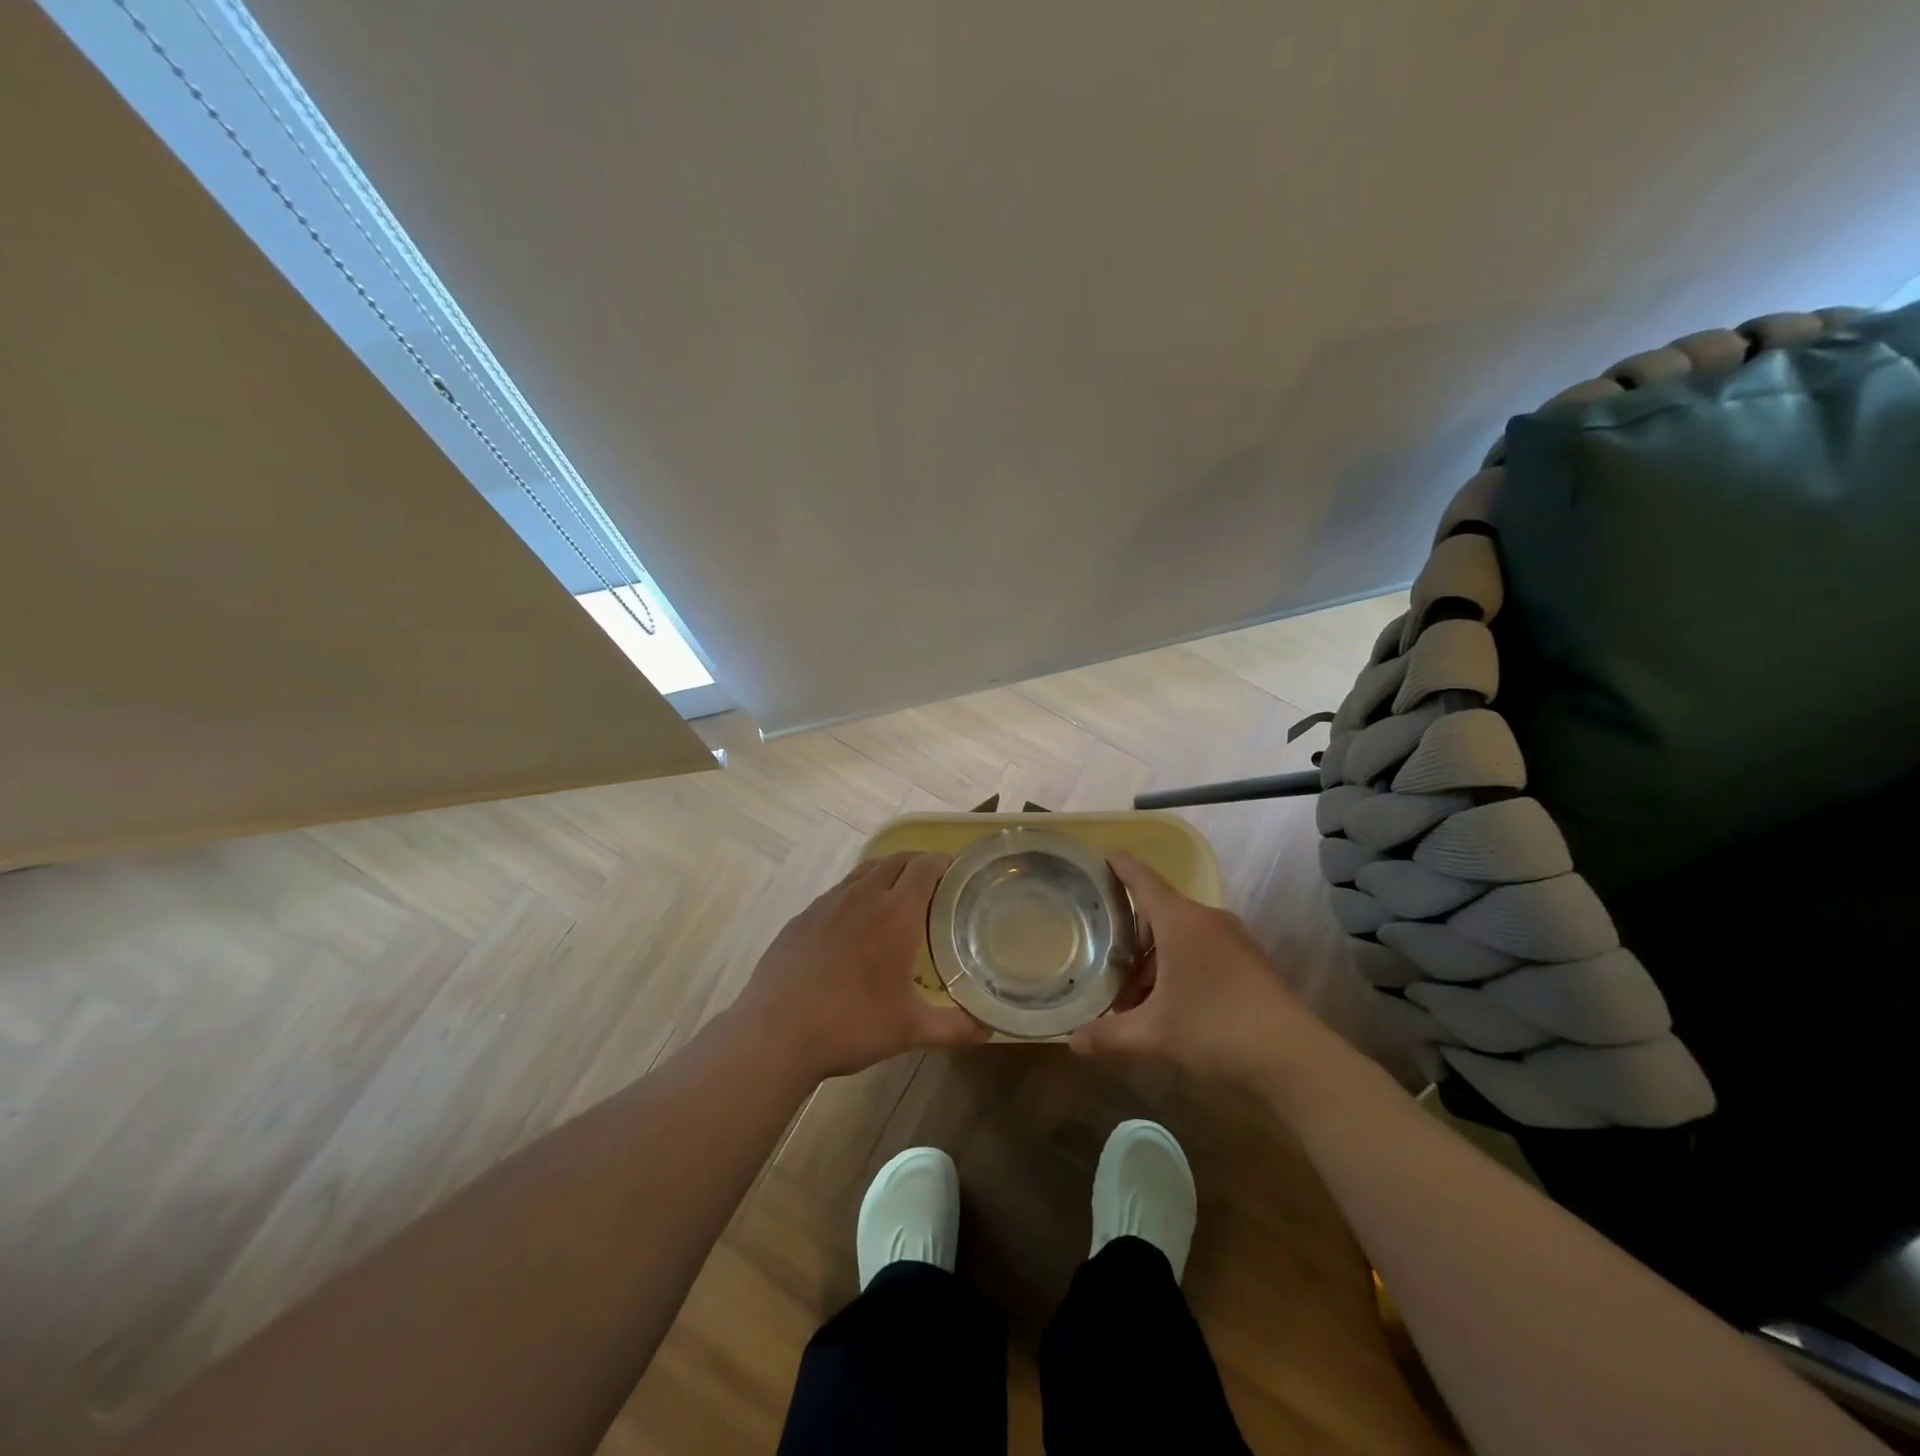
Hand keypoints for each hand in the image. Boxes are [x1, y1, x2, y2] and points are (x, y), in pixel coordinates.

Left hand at [733, 852, 989, 1081]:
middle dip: (918, 863)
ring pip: (865, 870)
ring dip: (887, 872)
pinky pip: (839, 890)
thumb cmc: (851, 1024)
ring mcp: (828, 903)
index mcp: (895, 913)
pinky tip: (855, 921)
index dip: (943, 862)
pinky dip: (857, 891)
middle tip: (934, 883)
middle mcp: (863, 896)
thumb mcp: (910, 1030)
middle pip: (896, 860)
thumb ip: (955, 1027)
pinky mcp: (803, 916)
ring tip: (897, 895)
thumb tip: (990, 1029)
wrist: (775, 1032)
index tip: (957, 871)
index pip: (924, 866)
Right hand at [1069, 852, 1312, 1083]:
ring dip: (1156, 959)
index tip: (1104, 855)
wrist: (1291, 1055)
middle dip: (1132, 938)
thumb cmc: (1213, 1028)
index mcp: (1179, 921)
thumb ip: (1109, 1034)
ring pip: (1182, 934)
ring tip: (1139, 998)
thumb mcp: (1154, 1033)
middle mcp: (1206, 919)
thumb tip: (1072, 1042)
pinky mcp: (1249, 959)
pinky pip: (1203, 947)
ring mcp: (1233, 937)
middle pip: (1160, 912)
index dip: (1121, 866)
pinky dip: (1181, 964)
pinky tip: (1173, 1003)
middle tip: (1110, 967)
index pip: (1143, 880)